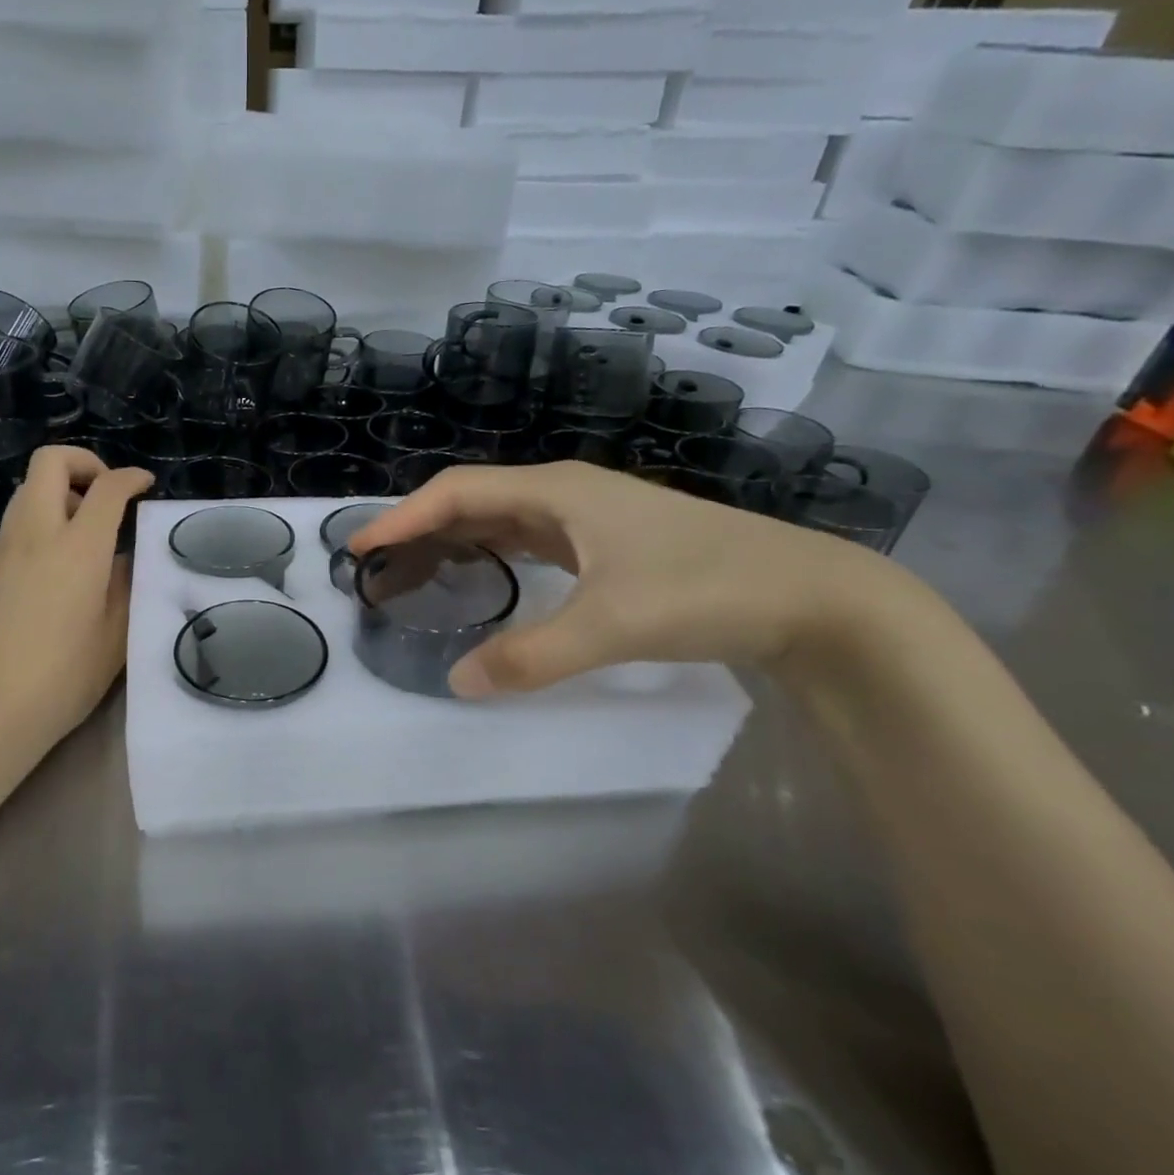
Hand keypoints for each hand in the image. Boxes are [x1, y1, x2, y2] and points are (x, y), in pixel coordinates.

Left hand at [0, 447, 151, 753]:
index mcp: (78, 548)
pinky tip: (46, 583)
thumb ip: (124, 589)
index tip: (143, 485)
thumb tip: (120, 562)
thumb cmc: (61, 680)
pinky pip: (10, 537)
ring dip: (56, 498)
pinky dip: (35, 537)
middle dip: (82, 463)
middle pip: (49, 463)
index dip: (130, 477)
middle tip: (102, 495)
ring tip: (79, 539)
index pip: (107, 488)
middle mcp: (34, 536)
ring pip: (24, 496)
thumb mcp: (115, 639)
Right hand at [348, 461, 903, 697]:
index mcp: (558, 491)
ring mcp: (589, 517)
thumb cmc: (707, 590)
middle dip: (420, 529)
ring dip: (453, 541)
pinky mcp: (606, 544)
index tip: (360, 547)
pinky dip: (491, 555)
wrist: (813, 598)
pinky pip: (527, 540)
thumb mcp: (612, 625)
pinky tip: (482, 578)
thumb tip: (456, 683)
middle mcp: (566, 494)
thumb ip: (530, 655)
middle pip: (473, 500)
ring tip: (414, 572)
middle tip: (378, 566)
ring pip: (500, 520)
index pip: (458, 492)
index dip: (403, 517)